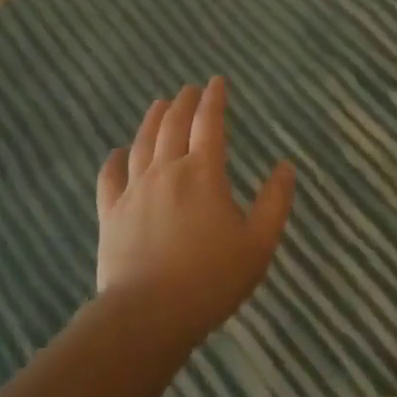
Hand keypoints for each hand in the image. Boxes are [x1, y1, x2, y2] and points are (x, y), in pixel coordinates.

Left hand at [95, 77, 294, 341]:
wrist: (148, 315)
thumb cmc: (211, 279)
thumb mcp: (258, 244)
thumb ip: (275, 203)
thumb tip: (286, 167)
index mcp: (203, 174)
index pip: (209, 124)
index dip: (214, 99)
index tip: (217, 81)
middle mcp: (166, 172)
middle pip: (173, 125)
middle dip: (184, 103)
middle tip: (190, 89)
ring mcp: (134, 191)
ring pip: (142, 143)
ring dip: (152, 119)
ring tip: (159, 104)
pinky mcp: (112, 214)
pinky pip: (110, 177)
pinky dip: (115, 159)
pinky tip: (118, 152)